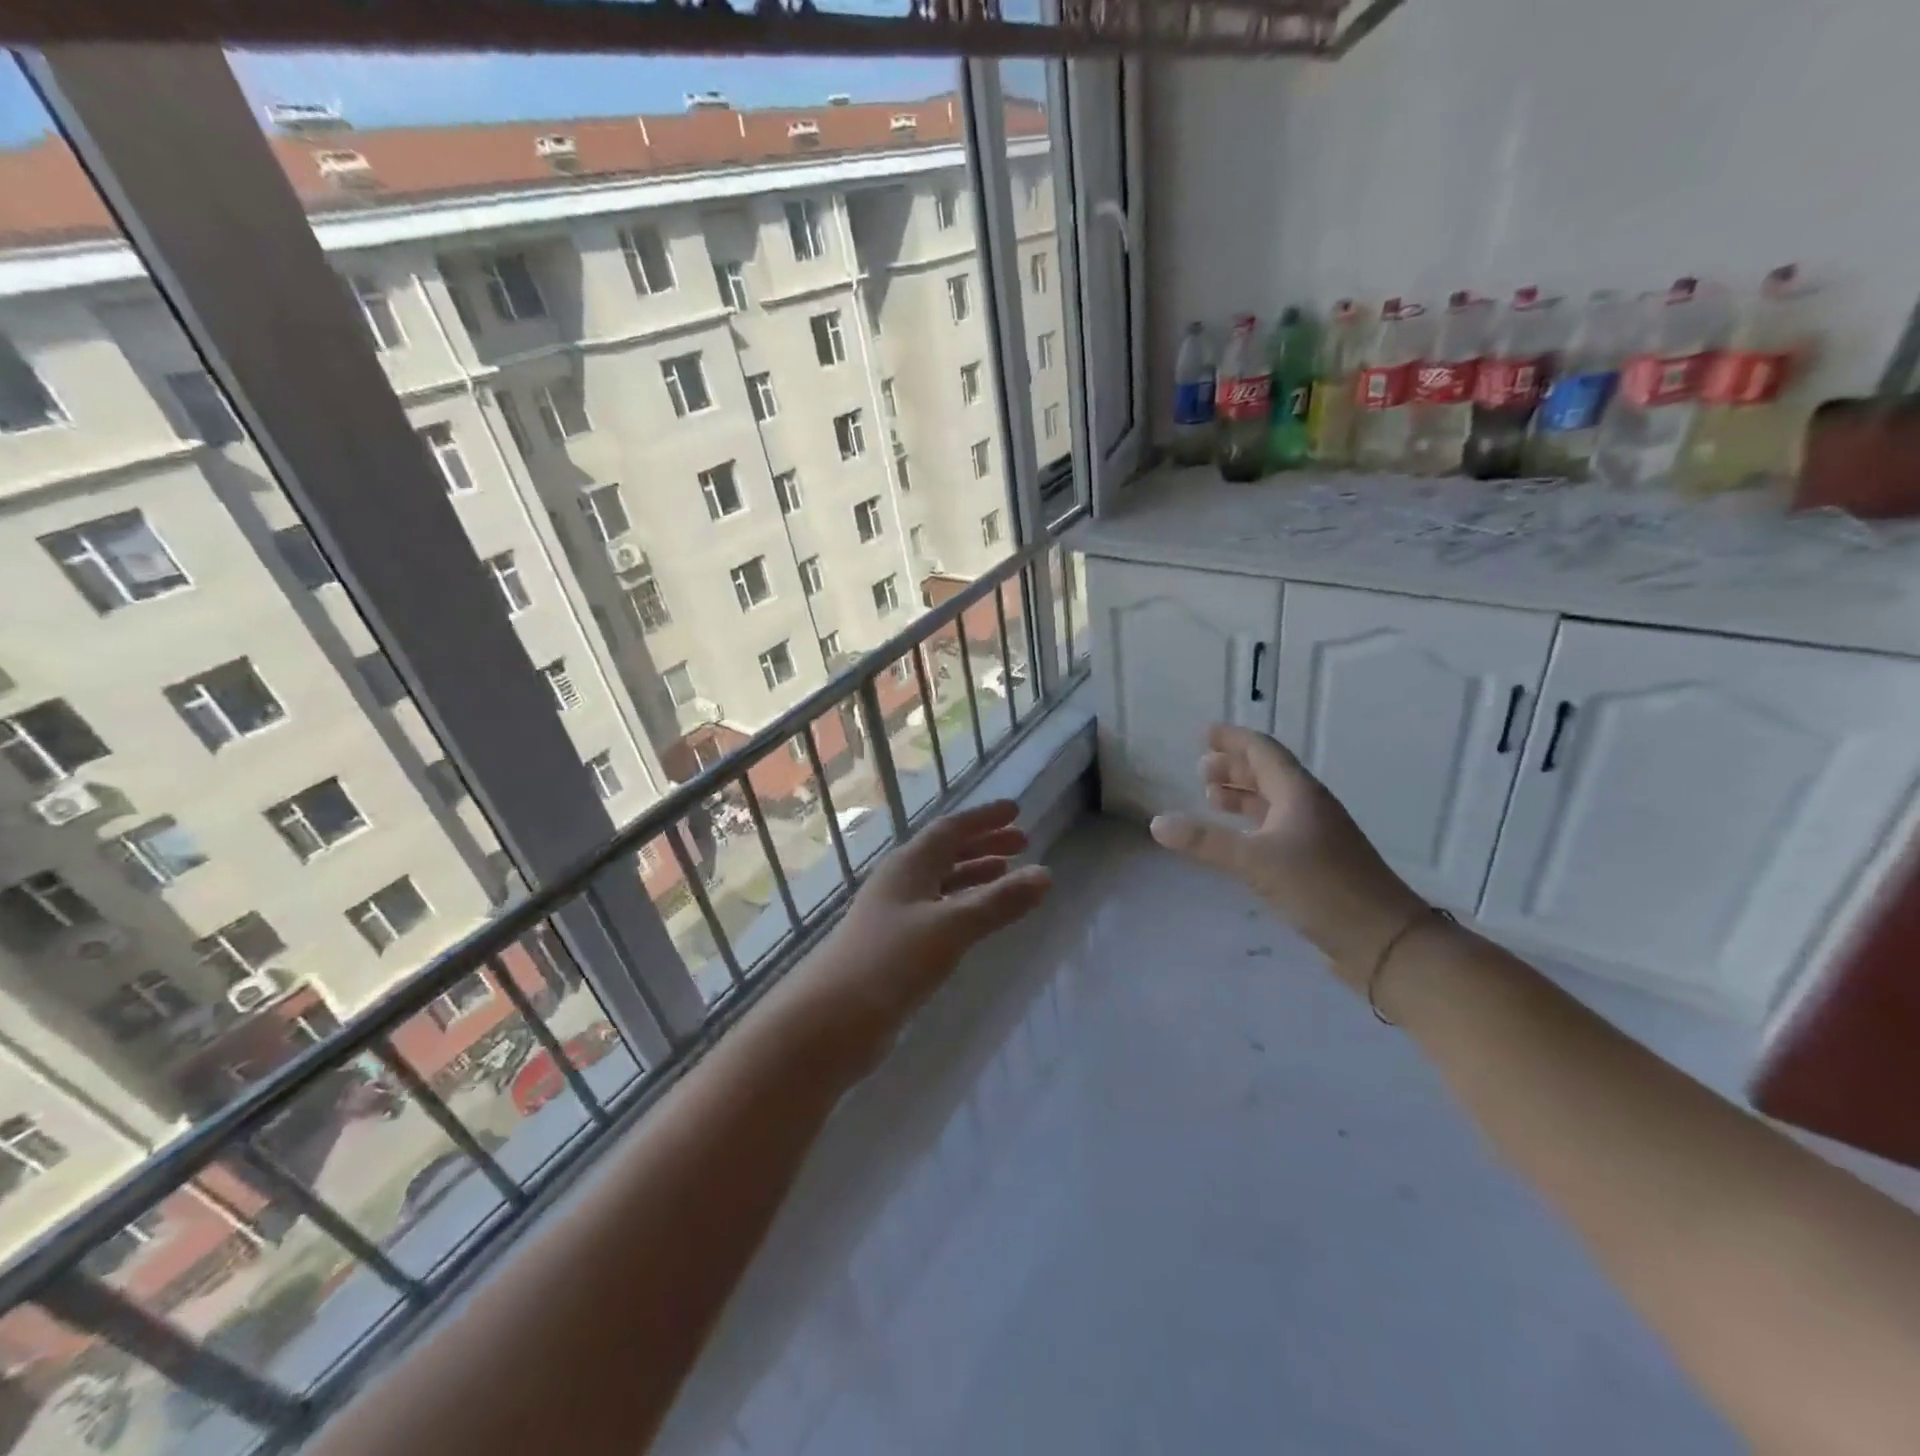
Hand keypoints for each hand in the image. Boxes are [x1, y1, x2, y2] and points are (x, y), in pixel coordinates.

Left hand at [778, 799, 1052, 1073]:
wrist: (832, 1021)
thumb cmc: (891, 961)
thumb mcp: (951, 927)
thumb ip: (998, 902)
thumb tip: (1046, 874)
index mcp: (909, 865)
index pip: (951, 829)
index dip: (984, 819)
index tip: (1016, 811)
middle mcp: (900, 882)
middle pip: (947, 852)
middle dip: (985, 844)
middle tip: (1023, 843)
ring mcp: (895, 915)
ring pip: (942, 883)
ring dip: (975, 875)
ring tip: (1009, 875)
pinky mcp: (895, 947)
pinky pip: (938, 913)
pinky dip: (964, 907)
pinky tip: (978, 921)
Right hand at [1148, 724, 1424, 986]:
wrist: (1383, 939)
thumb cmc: (1320, 887)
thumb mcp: (1256, 861)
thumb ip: (1206, 842)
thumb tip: (1158, 823)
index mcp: (1299, 793)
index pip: (1263, 751)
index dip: (1234, 739)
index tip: (1205, 732)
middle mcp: (1308, 807)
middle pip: (1268, 774)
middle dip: (1234, 767)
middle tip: (1201, 768)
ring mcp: (1315, 834)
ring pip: (1272, 802)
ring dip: (1242, 795)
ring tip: (1210, 798)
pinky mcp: (1316, 861)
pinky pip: (1276, 827)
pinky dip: (1251, 823)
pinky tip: (1237, 839)